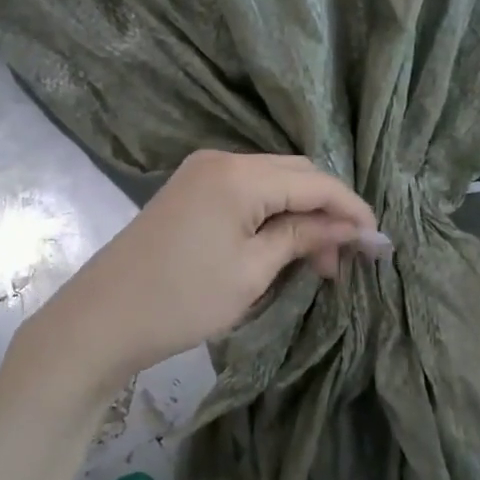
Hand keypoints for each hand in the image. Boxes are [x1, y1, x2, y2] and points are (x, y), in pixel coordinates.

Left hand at [31, 151, 378, 389]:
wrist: (101, 320)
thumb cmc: (182, 299)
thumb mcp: (253, 272)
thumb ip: (304, 237)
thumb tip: (352, 228)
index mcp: (240, 175)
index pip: (315, 181)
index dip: (351, 209)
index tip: (379, 242)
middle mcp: (222, 159)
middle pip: (295, 174)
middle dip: (327, 210)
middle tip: (345, 258)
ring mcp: (202, 173)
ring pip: (273, 182)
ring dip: (301, 214)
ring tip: (317, 262)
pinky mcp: (190, 191)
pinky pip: (248, 193)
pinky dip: (273, 215)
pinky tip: (283, 246)